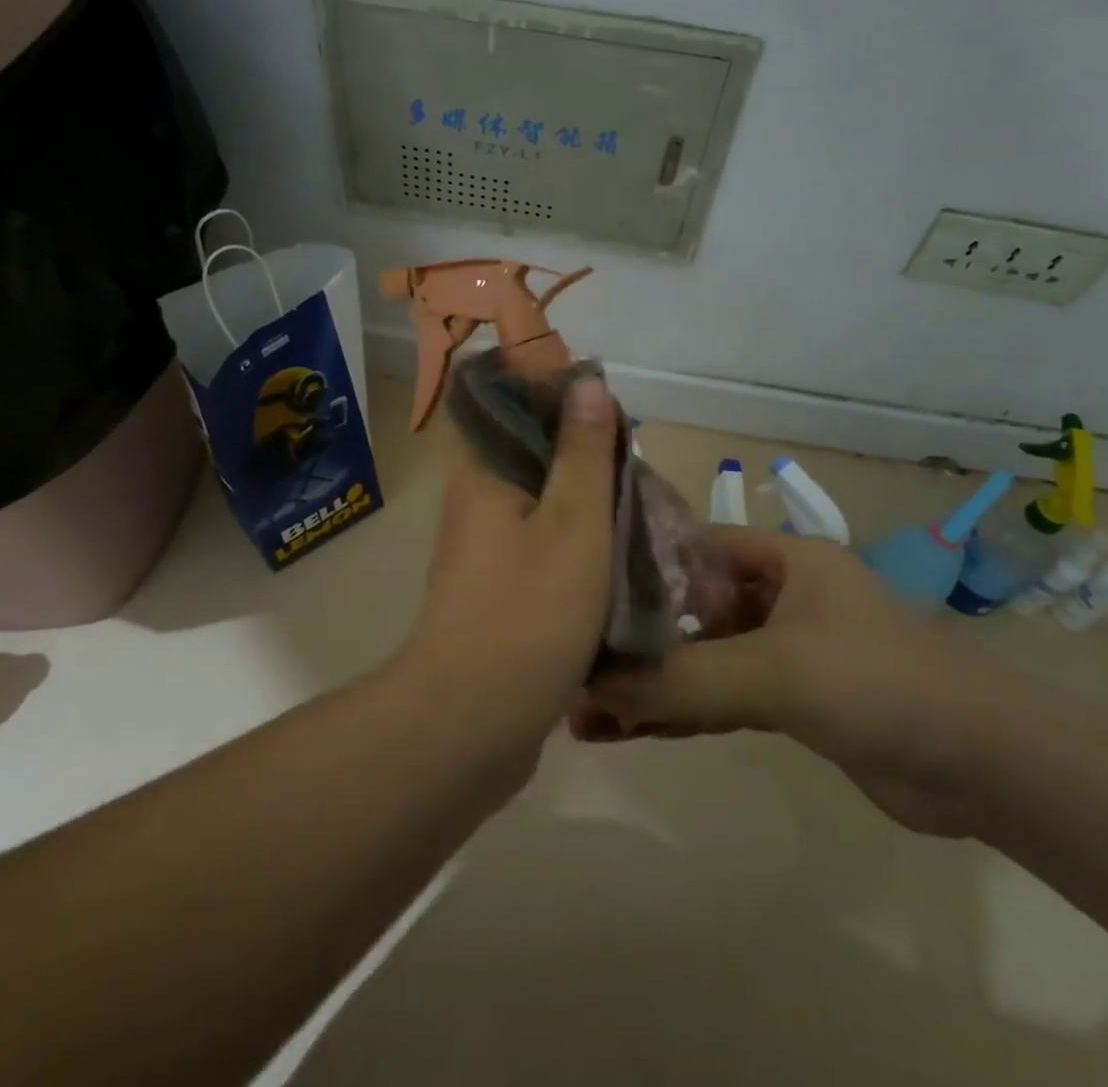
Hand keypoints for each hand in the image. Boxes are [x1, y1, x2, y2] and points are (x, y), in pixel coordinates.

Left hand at [396, 376, 620, 768]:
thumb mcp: (574, 522)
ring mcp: (482, 552)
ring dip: (579, 498)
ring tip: (634, 496)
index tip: (594, 397)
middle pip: (523, 452)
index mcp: (480, 475)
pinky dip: (573, 541)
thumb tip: (585, 383)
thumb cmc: (528, 611)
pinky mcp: (497, 593)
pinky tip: (614, 551)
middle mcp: (473, 505)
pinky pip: (538, 547)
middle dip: (575, 448)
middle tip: (629, 452)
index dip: (542, 390)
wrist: (474, 724)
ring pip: (536, 503)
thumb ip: (583, 453)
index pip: (497, 403)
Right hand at [574, 529, 1008, 835]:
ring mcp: (782, 651)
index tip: (577, 590)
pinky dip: (680, 713)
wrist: (984, 767)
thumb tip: (591, 686)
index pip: (691, 546)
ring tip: (584, 710)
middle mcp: (777, 595)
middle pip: (690, 608)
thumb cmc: (878, 682)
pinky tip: (629, 731)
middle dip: (635, 639)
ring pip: (701, 660)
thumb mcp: (774, 671)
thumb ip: (684, 680)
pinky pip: (720, 698)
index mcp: (781, 559)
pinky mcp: (789, 702)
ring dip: (651, 684)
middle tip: (571, 663)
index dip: (636, 565)